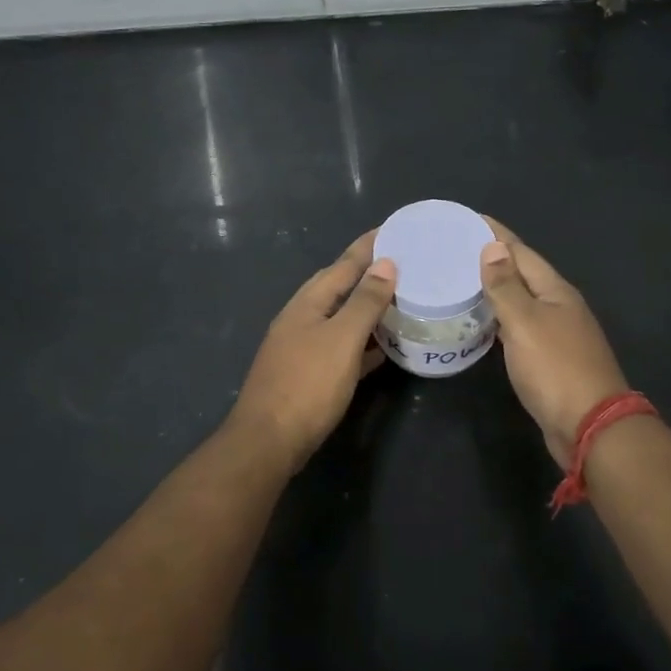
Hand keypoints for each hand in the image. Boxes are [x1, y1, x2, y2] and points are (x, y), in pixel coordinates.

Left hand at [229, 230, 396, 466]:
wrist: (268, 441)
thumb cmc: (307, 384)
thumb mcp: (342, 339)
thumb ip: (364, 301)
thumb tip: (385, 264)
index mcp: (308, 303)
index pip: (343, 264)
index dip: (368, 246)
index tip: (393, 229)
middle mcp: (302, 318)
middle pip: (339, 287)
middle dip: (368, 273)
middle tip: (402, 263)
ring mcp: (302, 347)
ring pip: (341, 318)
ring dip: (368, 308)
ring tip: (399, 300)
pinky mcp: (308, 374)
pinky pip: (342, 347)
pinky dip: (363, 342)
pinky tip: (383, 348)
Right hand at [480, 220, 629, 466]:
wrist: (590, 426)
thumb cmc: (555, 369)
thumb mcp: (525, 323)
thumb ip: (507, 286)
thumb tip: (492, 247)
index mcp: (555, 291)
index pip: (521, 252)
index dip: (495, 235)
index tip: (467, 219)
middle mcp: (559, 307)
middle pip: (522, 274)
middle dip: (492, 259)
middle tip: (453, 251)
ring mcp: (557, 334)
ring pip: (520, 302)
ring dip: (494, 290)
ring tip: (459, 282)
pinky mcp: (549, 359)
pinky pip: (519, 328)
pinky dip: (498, 320)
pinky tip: (481, 324)